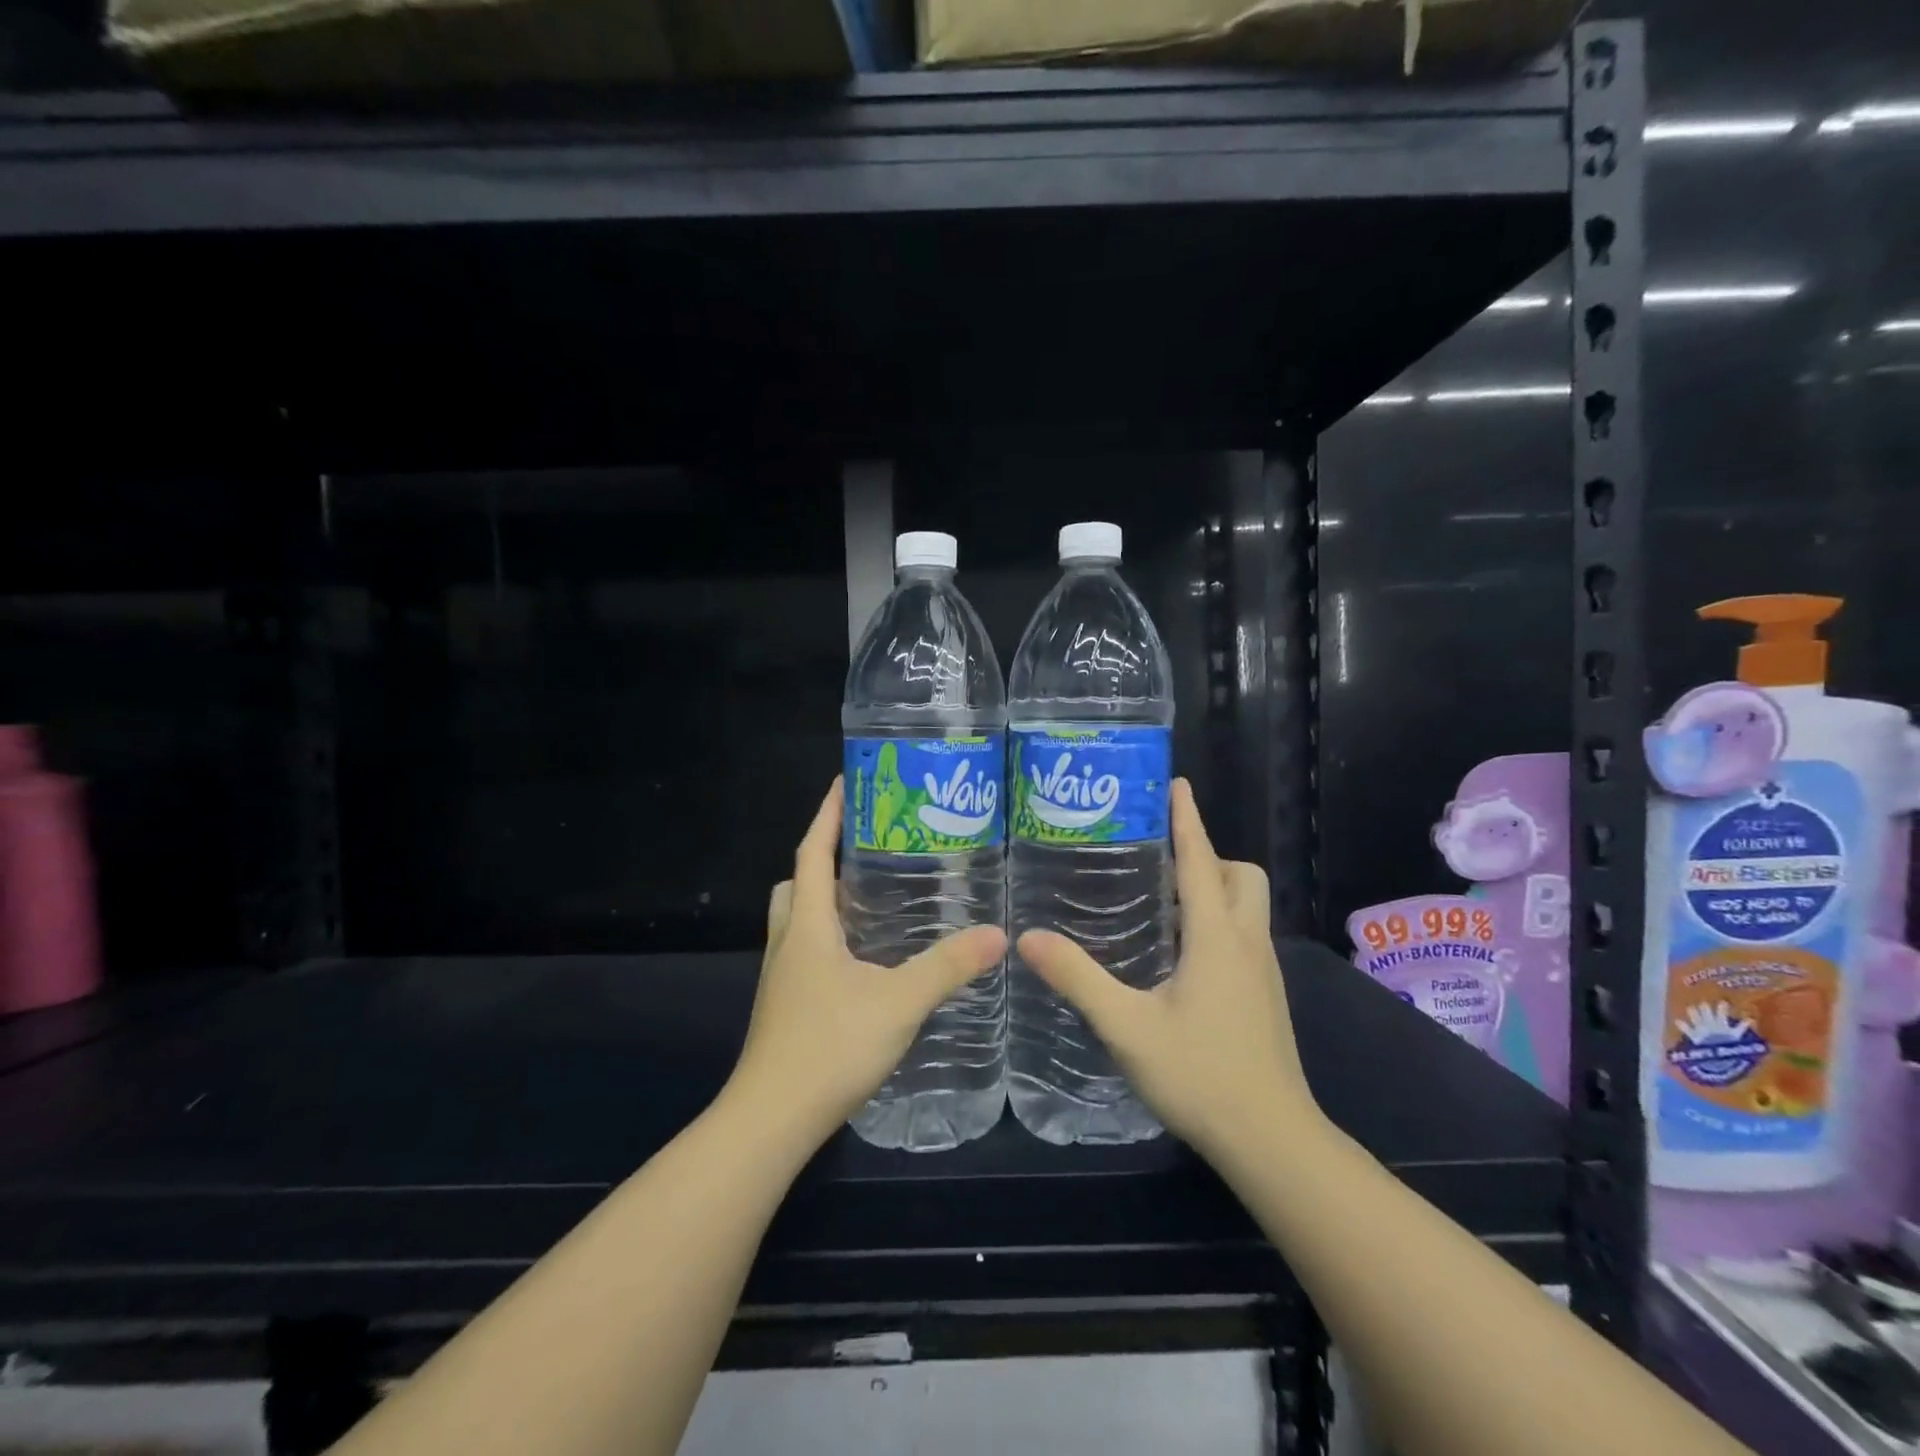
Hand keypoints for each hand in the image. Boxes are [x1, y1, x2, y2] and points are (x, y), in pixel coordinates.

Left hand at [727, 778, 1007, 1144]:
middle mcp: (787, 943)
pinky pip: (805, 951)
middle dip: (823, 857)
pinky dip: (829, 937)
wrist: (771, 1122)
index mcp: (807, 926)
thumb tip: (997, 933)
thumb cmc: (829, 1047)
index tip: (845, 782)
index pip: (812, 852)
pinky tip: (865, 960)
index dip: (827, 815)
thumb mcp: (898, 1002)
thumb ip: (947, 967)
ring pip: (798, 919)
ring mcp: (782, 977)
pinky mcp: (786, 1006)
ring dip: (825, 900)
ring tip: (872, 899)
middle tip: (867, 849)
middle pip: (797, 882)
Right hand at [1017, 779, 1321, 1163]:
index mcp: (1216, 937)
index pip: (1202, 861)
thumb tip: (1028, 938)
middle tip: (1160, 863)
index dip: (1188, 820)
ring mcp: (1263, 972)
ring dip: (1213, 889)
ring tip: (1161, 902)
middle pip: (1241, 877)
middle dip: (1208, 856)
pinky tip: (1179, 955)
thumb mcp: (1127, 1027)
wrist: (1273, 1142)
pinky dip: (1217, 922)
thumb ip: (1078, 979)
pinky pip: (1243, 935)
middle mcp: (1247, 943)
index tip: (1177, 785)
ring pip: (1247, 907)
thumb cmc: (1201, 1075)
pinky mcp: (1265, 997)